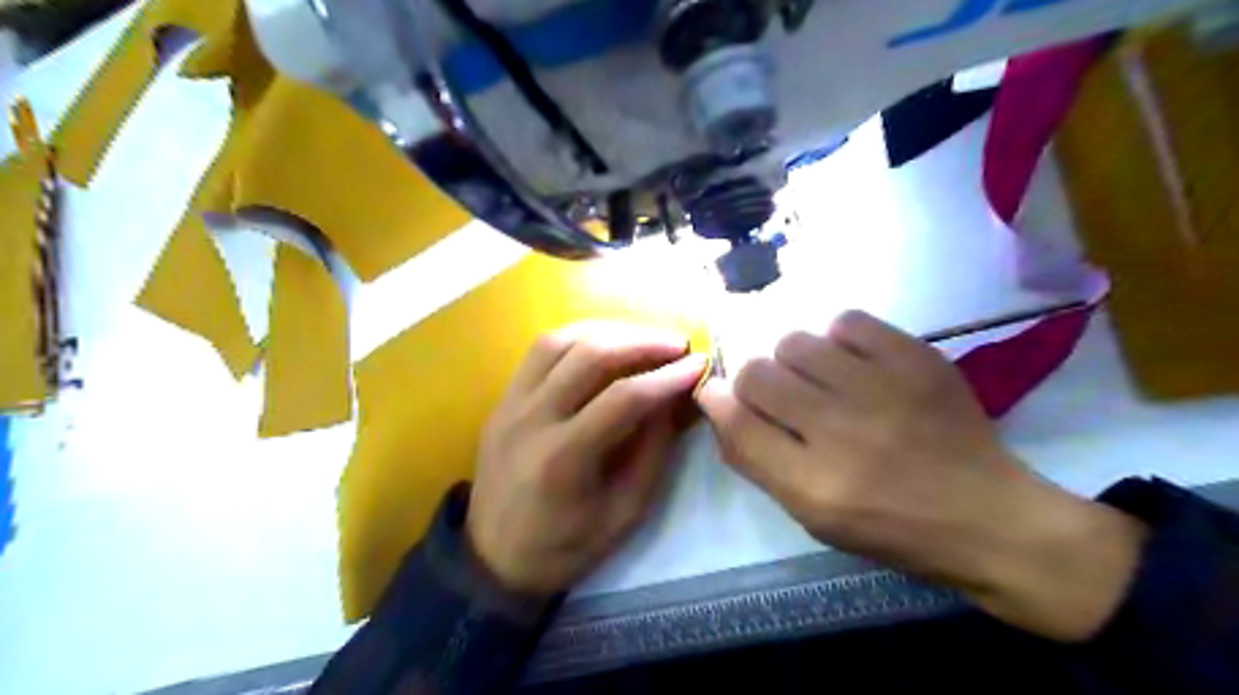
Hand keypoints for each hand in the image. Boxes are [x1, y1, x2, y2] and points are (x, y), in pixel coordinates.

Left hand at [465, 320, 705, 597]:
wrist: (493, 558)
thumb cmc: (564, 547)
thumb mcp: (624, 513)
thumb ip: (652, 452)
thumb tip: (674, 400)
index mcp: (563, 459)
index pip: (624, 398)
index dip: (667, 377)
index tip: (699, 364)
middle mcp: (531, 419)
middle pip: (590, 356)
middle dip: (642, 342)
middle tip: (678, 343)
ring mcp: (510, 403)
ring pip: (560, 341)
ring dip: (609, 331)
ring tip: (645, 337)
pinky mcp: (503, 397)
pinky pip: (540, 350)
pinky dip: (578, 336)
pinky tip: (605, 341)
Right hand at [693, 313, 1147, 641]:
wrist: (988, 517)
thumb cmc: (888, 527)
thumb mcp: (810, 515)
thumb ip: (756, 459)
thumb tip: (716, 403)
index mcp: (813, 485)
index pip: (735, 421)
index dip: (714, 399)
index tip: (716, 392)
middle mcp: (841, 432)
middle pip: (757, 373)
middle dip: (754, 382)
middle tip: (780, 396)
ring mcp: (882, 389)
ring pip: (794, 342)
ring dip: (794, 361)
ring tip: (820, 380)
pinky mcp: (916, 360)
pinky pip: (846, 322)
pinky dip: (839, 339)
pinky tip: (854, 363)